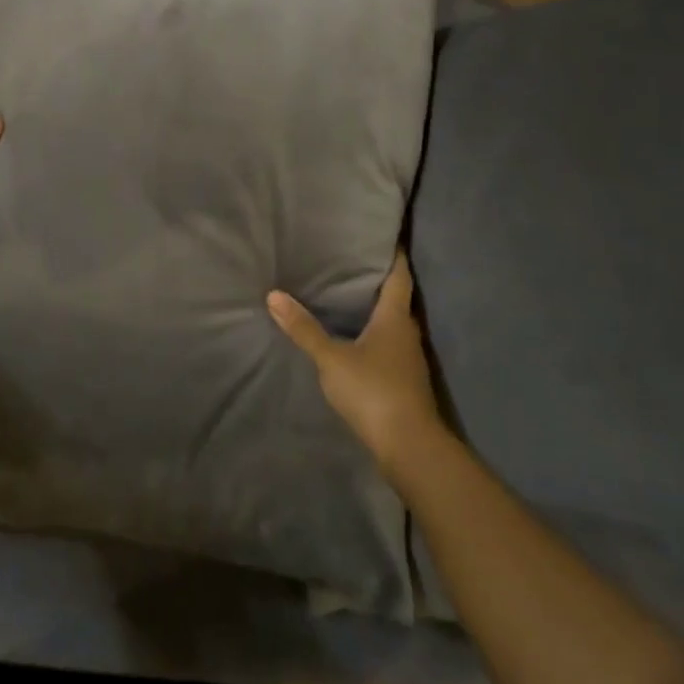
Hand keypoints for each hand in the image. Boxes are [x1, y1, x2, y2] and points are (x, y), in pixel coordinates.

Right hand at [268, 252, 447, 477]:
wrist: (409, 446)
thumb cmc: (373, 391)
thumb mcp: (331, 359)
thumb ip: (304, 329)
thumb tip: (274, 295)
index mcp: (395, 318)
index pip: (399, 276)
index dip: (394, 256)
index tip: (385, 237)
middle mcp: (408, 333)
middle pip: (397, 299)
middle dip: (379, 281)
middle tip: (353, 262)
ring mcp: (409, 359)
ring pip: (393, 324)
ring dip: (376, 310)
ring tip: (348, 297)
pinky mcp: (405, 381)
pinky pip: (389, 346)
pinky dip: (375, 335)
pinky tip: (356, 339)